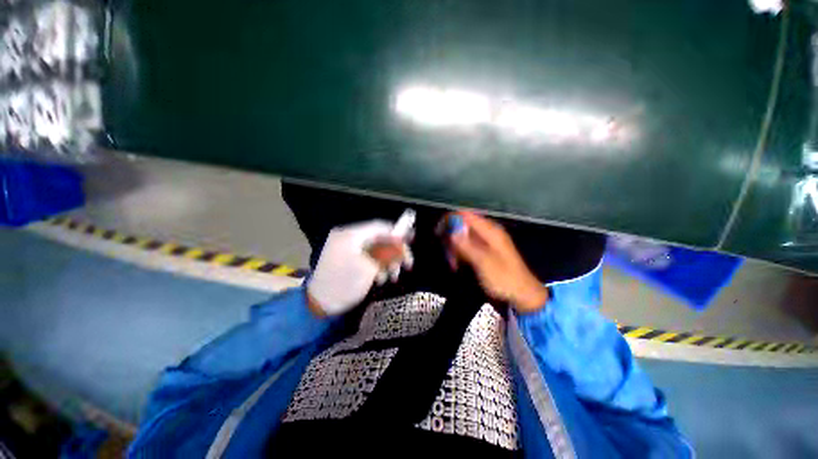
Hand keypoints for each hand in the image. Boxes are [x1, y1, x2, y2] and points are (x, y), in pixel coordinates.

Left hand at [307, 219, 412, 316]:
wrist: (318, 305)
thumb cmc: (344, 285)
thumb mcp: (370, 269)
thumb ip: (387, 253)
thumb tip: (402, 243)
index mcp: (350, 235)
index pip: (379, 227)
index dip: (397, 233)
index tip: (411, 241)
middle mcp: (348, 237)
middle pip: (378, 239)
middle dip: (394, 252)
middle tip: (408, 264)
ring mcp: (346, 248)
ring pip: (375, 249)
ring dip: (387, 261)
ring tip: (394, 276)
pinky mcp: (346, 258)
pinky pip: (367, 256)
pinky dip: (377, 265)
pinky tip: (382, 278)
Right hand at [445, 211, 548, 312]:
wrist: (522, 296)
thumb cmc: (504, 279)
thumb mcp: (484, 262)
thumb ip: (467, 245)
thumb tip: (451, 230)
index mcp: (490, 230)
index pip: (465, 215)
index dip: (450, 219)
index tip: (438, 232)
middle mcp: (487, 232)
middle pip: (462, 225)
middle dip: (451, 237)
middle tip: (446, 254)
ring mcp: (485, 242)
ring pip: (462, 237)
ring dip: (454, 248)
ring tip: (452, 263)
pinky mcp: (483, 252)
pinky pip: (466, 247)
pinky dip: (459, 254)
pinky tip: (457, 265)